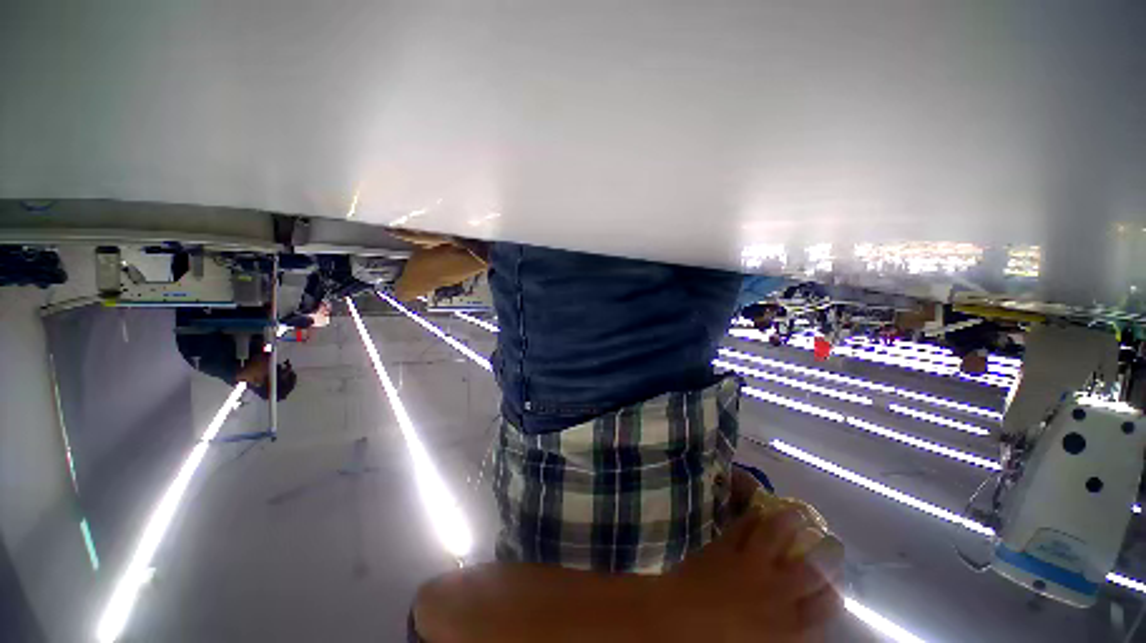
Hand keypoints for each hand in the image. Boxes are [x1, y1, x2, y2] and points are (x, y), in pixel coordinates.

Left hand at [659, 510, 844, 641]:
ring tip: (798, 513)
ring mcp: (749, 563)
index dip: (835, 591)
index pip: (825, 606)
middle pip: (810, 569)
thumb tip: (802, 626)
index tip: (837, 582)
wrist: (679, 621)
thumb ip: (786, 635)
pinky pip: (742, 526)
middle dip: (826, 553)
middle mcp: (776, 591)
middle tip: (831, 541)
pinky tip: (758, 510)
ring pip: (776, 536)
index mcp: (788, 625)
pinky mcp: (724, 546)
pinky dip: (752, 517)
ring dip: (789, 522)